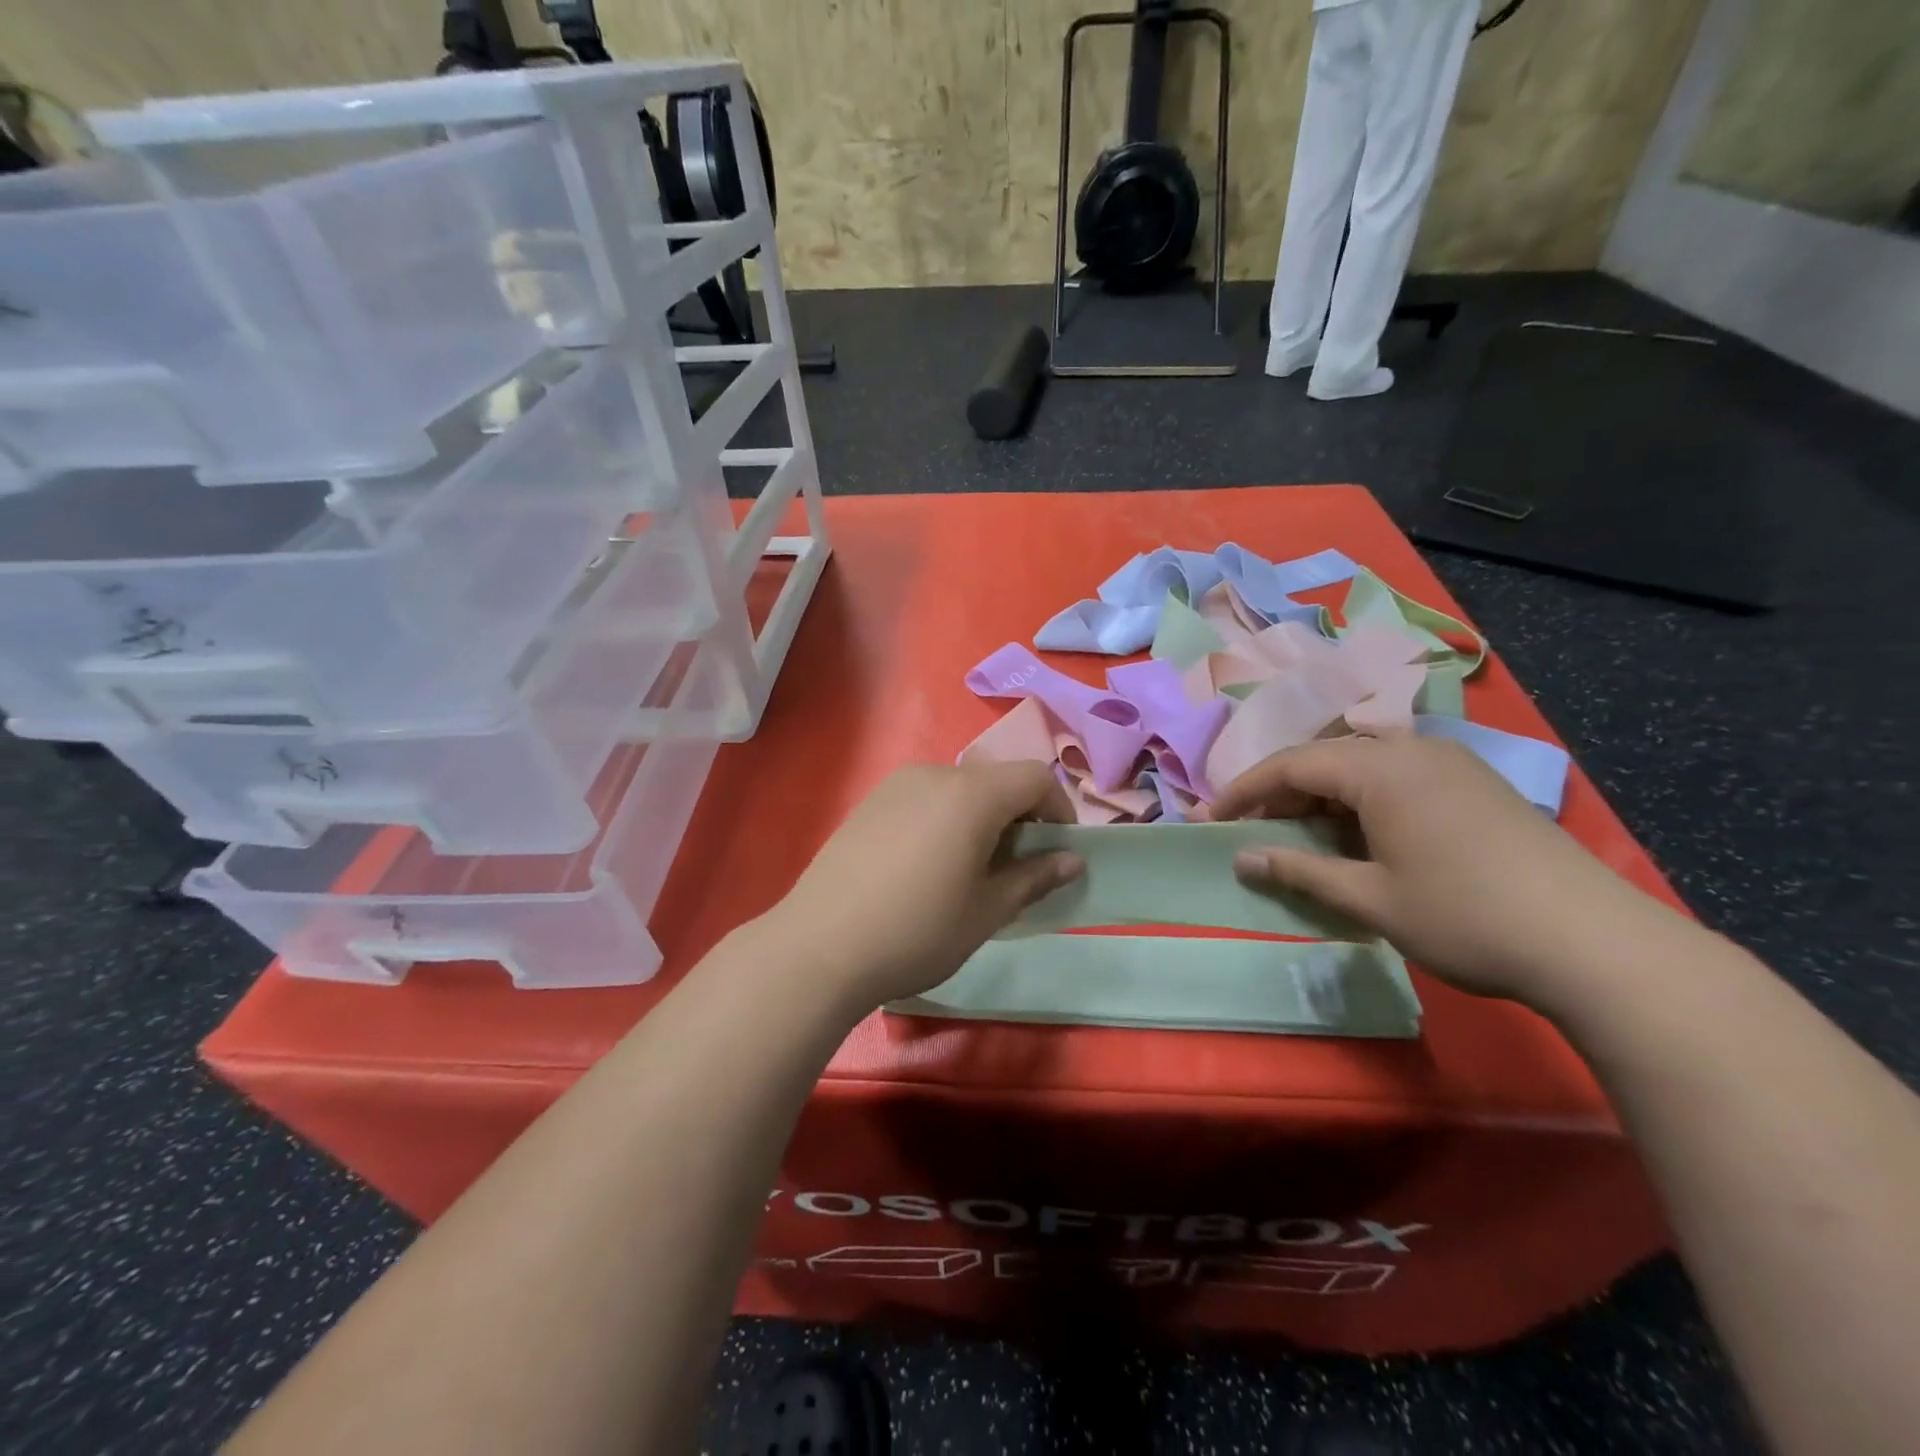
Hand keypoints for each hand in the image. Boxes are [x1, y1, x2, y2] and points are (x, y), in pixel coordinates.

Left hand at [767, 761, 1084, 1009]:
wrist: (819, 947)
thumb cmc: (917, 931)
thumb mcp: (986, 911)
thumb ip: (1034, 877)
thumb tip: (1072, 860)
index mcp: (971, 794)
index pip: (1035, 777)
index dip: (1059, 809)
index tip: (1058, 850)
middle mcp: (934, 775)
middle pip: (995, 780)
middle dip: (1019, 816)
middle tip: (1016, 866)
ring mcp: (895, 785)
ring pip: (958, 789)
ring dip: (981, 818)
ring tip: (971, 869)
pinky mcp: (869, 803)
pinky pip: (924, 798)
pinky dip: (945, 819)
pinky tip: (927, 866)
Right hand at [1202, 735, 1674, 1001]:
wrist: (1596, 945)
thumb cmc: (1466, 917)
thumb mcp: (1370, 899)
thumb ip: (1300, 871)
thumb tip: (1242, 858)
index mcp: (1381, 768)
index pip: (1291, 765)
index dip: (1245, 791)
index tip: (1211, 819)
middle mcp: (1413, 750)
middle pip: (1325, 756)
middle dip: (1281, 790)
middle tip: (1252, 828)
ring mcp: (1451, 764)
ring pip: (1363, 762)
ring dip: (1323, 793)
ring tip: (1301, 832)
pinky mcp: (1477, 785)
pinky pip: (1398, 774)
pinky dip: (1362, 797)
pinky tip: (1361, 834)